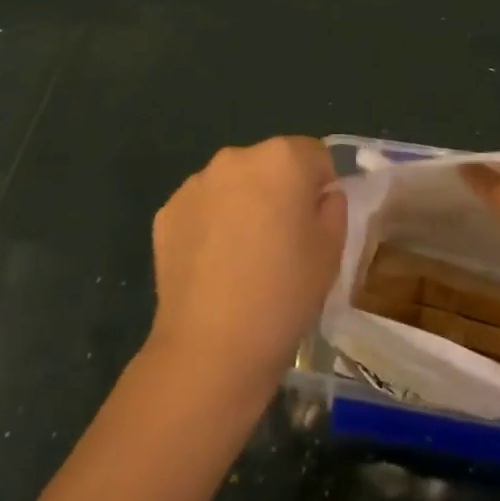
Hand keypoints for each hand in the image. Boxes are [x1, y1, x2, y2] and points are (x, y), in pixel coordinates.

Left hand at [147, 137, 346, 396]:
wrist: (212, 345)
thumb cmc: (285, 292)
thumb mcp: (332, 249)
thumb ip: (333, 207)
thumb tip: (319, 196)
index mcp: (283, 158)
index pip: (315, 155)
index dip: (321, 186)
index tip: (317, 223)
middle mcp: (236, 157)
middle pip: (270, 164)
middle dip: (279, 190)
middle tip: (282, 240)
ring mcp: (196, 183)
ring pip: (233, 184)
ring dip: (243, 204)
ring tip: (244, 257)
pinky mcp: (166, 212)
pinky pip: (202, 208)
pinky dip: (210, 225)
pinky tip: (214, 266)